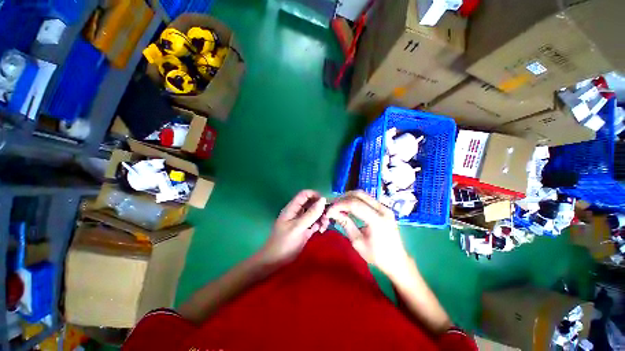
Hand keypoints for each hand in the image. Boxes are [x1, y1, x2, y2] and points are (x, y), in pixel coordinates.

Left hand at [259, 190, 328, 264]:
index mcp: (292, 209)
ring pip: (314, 214)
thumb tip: (323, 199)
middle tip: (327, 217)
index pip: (305, 194)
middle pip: (311, 204)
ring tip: (324, 226)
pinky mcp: (304, 231)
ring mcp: (300, 222)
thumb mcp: (298, 227)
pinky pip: (314, 223)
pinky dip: (319, 225)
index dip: (315, 195)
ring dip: (321, 218)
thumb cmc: (284, 242)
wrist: (276, 259)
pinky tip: (321, 231)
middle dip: (320, 208)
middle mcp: (297, 213)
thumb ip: (310, 214)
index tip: (326, 204)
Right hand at [326, 190, 409, 275]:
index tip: (328, 212)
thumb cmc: (377, 255)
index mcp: (377, 219)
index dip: (339, 205)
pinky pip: (369, 200)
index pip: (354, 204)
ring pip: (364, 196)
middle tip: (332, 207)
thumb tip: (333, 214)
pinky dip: (357, 202)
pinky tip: (350, 209)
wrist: (396, 259)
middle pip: (359, 195)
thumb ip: (346, 225)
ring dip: (350, 199)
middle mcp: (383, 209)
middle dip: (343, 199)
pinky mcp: (386, 210)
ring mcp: (386, 208)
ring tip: (339, 208)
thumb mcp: (358, 242)